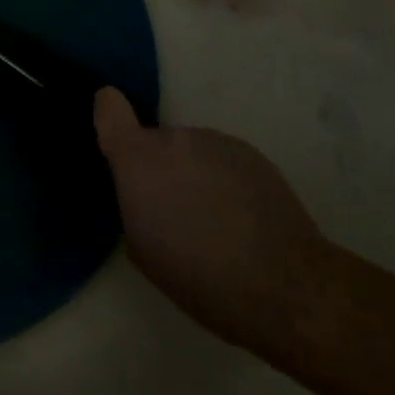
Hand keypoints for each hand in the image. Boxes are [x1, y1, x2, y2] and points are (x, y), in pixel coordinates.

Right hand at [94, 87, 329, 348]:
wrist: (285, 286)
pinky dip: (225, 181)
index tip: (115, 139)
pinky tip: (243, 219)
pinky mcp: (252, 153)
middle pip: (156, 143)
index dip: (109, 117)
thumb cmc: (199, 277)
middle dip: (161, 170)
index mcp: (138, 160)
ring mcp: (215, 141)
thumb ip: (132, 205)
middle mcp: (174, 138)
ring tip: (216, 222)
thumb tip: (141, 195)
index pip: (109, 108)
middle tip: (177, 213)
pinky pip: (223, 160)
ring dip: (194, 175)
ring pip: (191, 152)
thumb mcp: (143, 250)